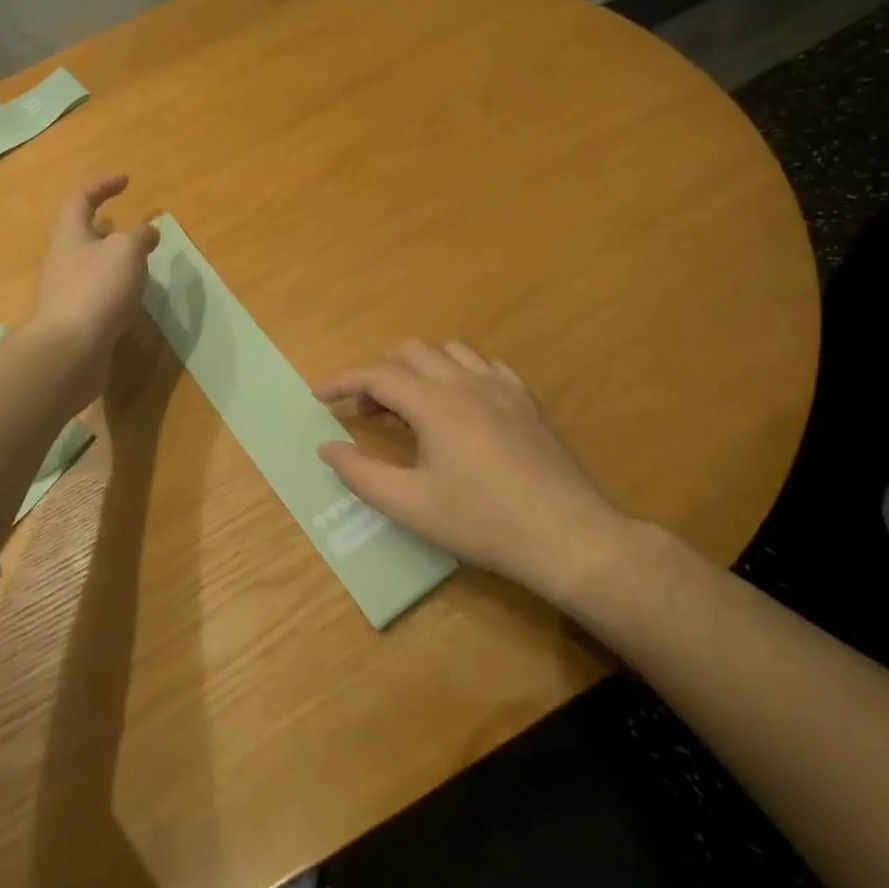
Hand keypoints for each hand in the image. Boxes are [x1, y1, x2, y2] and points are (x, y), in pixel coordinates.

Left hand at [30, 176, 160, 405]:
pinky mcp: (74, 316)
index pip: (81, 197)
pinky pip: (94, 290)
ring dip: (110, 256)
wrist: (69, 350)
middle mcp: (62, 256)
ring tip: (136, 259)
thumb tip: (148, 230)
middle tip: (128, 223)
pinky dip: (113, 284)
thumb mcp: (126, 252)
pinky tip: (130, 295)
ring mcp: (65, 288)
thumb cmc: (97, 289)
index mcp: (70, 232)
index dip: (102, 185)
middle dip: (104, 224)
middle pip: (79, 231)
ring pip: (88, 262)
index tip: (125, 180)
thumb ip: (140, 236)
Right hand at [315, 341, 641, 609]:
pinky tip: (458, 402)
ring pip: (448, 350)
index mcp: (435, 403)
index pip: (376, 374)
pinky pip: (483, 364)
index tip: (319, 397)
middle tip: (366, 412)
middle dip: (378, 373)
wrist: (569, 537)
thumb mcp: (411, 506)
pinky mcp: (527, 400)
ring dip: (418, 367)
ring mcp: (502, 387)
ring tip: (409, 405)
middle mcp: (466, 382)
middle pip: (410, 352)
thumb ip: (361, 474)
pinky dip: (457, 371)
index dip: (342, 381)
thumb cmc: (483, 523)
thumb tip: (326, 447)